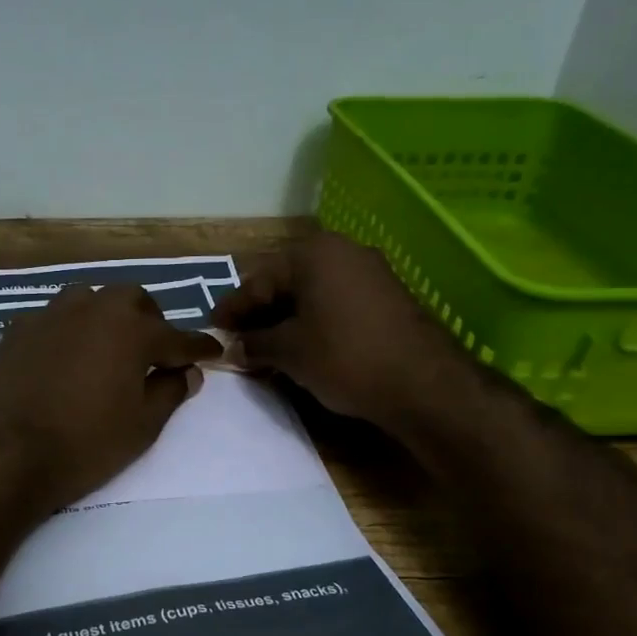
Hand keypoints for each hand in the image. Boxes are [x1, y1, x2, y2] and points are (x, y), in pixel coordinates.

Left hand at [0, 285, 221, 511]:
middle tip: (154, 352)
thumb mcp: (142, 426)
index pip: (177, 337)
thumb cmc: (86, 444)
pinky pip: (54, 319)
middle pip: (132, 300)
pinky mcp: (18, 329)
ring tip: (107, 347)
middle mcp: (93, 309)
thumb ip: (170, 392)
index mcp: (132, 330)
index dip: (198, 348)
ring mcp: (51, 315)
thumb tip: (187, 372)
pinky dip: (68, 331)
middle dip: (150, 321)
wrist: (8, 454)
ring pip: (89, 299)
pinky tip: (64, 357)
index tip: (212, 352)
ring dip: (106, 317)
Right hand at [212, 232, 476, 426]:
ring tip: (264, 347)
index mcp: (313, 254)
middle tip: (237, 338)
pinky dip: (313, 322)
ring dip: (285, 319)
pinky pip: (335, 303)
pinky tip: (301, 346)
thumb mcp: (289, 352)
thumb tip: (235, 348)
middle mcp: (343, 251)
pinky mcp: (386, 297)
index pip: (259, 280)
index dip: (233, 308)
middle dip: (259, 312)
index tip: (213, 327)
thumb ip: (255, 344)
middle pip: (286, 282)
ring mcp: (370, 272)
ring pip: (312, 293)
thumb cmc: (344, 357)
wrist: (422, 384)